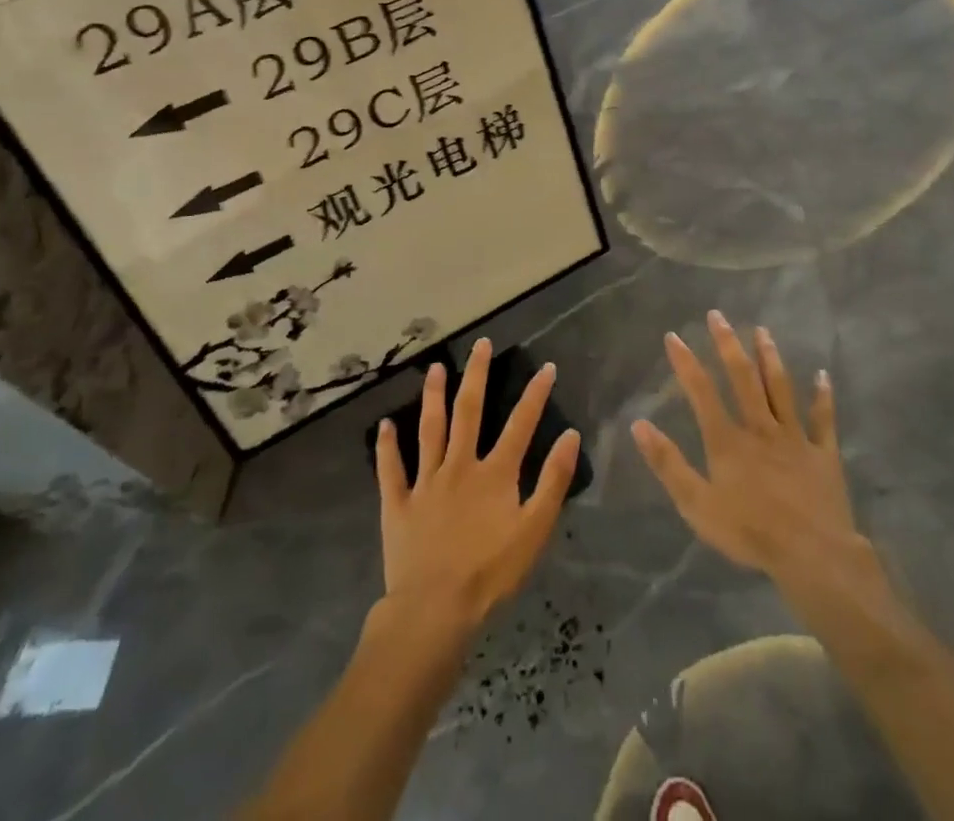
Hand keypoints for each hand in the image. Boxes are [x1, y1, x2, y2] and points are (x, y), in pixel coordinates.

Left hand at [375, 338, 580, 631]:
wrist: (435, 609)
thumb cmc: (491, 573)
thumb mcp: (535, 530)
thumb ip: (553, 481)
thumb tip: (570, 435)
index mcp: (494, 473)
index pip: (520, 424)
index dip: (535, 395)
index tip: (546, 366)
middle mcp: (459, 466)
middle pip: (469, 412)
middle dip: (476, 375)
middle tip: (480, 344)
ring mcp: (426, 482)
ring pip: (429, 430)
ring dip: (432, 397)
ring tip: (435, 369)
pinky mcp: (399, 504)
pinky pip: (391, 470)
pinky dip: (386, 447)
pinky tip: (383, 425)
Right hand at [632, 311, 864, 595]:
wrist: (812, 555)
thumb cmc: (749, 532)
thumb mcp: (696, 504)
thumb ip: (668, 463)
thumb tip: (639, 424)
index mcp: (728, 440)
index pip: (701, 392)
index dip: (686, 362)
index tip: (674, 336)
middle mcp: (760, 428)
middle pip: (743, 378)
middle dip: (728, 344)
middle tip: (718, 315)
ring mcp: (794, 438)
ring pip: (780, 389)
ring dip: (770, 358)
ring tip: (763, 331)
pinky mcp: (822, 454)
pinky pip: (823, 420)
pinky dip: (823, 397)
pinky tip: (823, 376)